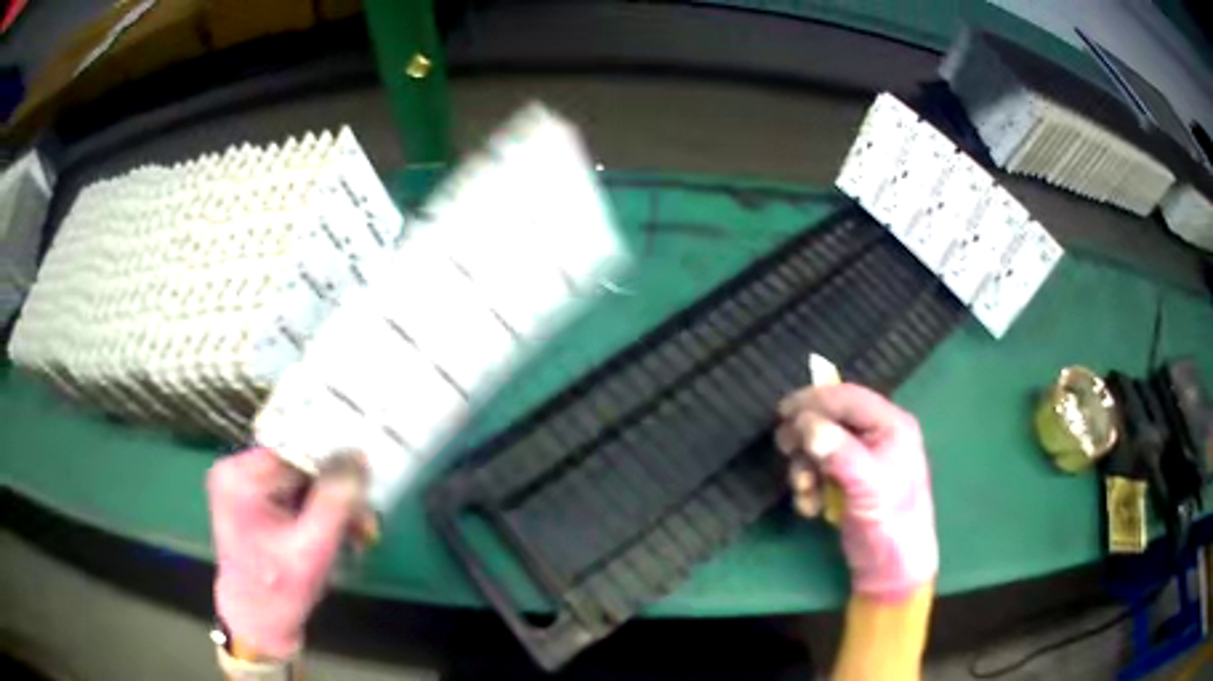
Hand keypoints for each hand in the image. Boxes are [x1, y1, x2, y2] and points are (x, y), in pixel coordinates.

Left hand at [207, 447, 364, 657]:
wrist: (257, 619)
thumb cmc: (281, 590)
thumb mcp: (313, 549)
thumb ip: (335, 502)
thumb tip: (359, 458)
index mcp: (239, 478)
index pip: (296, 452)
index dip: (333, 464)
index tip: (365, 483)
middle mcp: (234, 470)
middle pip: (298, 465)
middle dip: (334, 492)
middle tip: (364, 520)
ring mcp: (241, 482)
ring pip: (299, 478)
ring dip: (330, 503)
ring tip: (356, 532)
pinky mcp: (250, 495)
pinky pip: (291, 490)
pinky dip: (316, 509)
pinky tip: (337, 530)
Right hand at [775, 383, 937, 599]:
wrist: (891, 569)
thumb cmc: (889, 523)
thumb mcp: (867, 486)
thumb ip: (839, 452)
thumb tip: (805, 424)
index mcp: (891, 425)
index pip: (848, 398)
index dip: (815, 401)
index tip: (782, 413)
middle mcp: (878, 435)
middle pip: (831, 419)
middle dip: (807, 438)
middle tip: (785, 449)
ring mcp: (863, 459)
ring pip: (821, 445)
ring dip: (805, 467)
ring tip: (804, 491)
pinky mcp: (850, 481)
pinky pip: (820, 469)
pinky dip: (809, 485)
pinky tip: (810, 506)